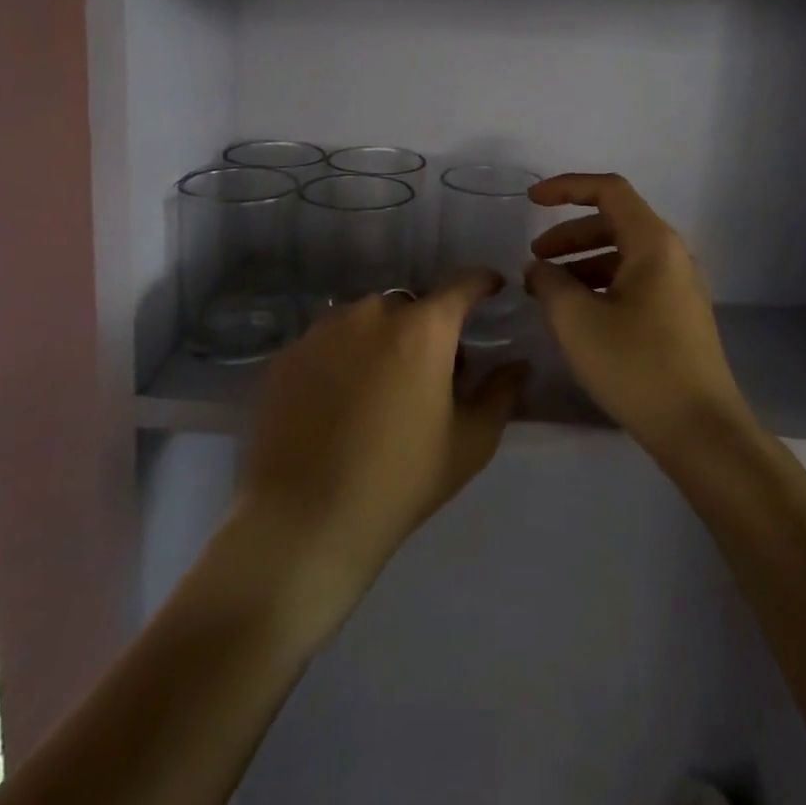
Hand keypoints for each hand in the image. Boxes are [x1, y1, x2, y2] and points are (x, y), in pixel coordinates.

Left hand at [237, 272, 528, 621]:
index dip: (482, 283)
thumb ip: (500, 393)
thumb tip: (518, 364)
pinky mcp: (287, 355)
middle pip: (410, 305)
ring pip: (364, 320)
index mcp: (423, 329)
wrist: (303, 521)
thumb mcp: (470, 443)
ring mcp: (323, 330)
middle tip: (430, 370)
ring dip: (380, 339)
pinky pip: (326, 341)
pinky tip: (337, 401)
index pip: (462, 284)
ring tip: (378, 387)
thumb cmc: (400, 481)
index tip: (492, 288)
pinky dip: (340, 357)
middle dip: (426, 327)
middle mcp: (372, 313)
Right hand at [524, 173, 758, 460]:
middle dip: (569, 235)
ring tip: (548, 292)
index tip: (531, 201)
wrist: (701, 431)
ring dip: (582, 263)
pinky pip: (634, 281)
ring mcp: (679, 286)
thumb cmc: (637, 367)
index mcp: (654, 243)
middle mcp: (672, 255)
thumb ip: (549, 283)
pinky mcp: (679, 314)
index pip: (608, 190)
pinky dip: (601, 285)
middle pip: (614, 222)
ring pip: (623, 255)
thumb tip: (540, 269)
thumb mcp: (577, 321)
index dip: (566, 187)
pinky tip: (579, 315)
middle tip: (534, 259)